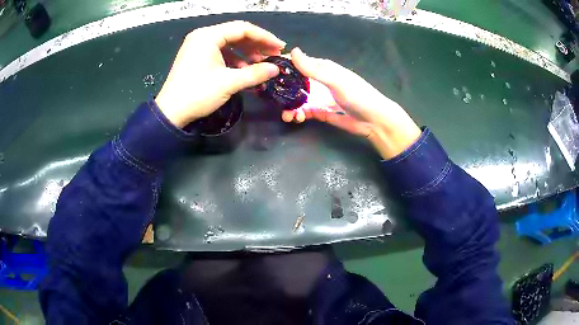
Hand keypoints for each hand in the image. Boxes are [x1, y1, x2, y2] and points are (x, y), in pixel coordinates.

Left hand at [155, 21, 285, 127]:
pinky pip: (221, 52)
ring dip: (247, 53)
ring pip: (229, 44)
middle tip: (273, 55)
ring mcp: (198, 46)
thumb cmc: (198, 94)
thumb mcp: (229, 83)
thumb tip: (276, 69)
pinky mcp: (197, 57)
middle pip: (236, 34)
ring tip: (261, 65)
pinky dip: (234, 60)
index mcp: (208, 36)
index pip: (243, 29)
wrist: (170, 113)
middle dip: (256, 45)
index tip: (280, 47)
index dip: (265, 37)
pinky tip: (245, 71)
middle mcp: (203, 36)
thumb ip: (255, 73)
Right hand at [282, 48, 420, 159]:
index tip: (268, 70)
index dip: (285, 66)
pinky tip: (296, 118)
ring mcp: (321, 97)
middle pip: (297, 83)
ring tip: (287, 116)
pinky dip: (300, 114)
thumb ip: (313, 69)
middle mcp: (320, 82)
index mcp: (324, 69)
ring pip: (299, 99)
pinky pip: (307, 111)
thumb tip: (292, 51)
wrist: (374, 121)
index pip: (300, 64)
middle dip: (284, 90)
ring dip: (291, 106)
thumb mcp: (335, 80)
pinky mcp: (323, 112)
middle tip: (271, 97)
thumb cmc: (357, 95)